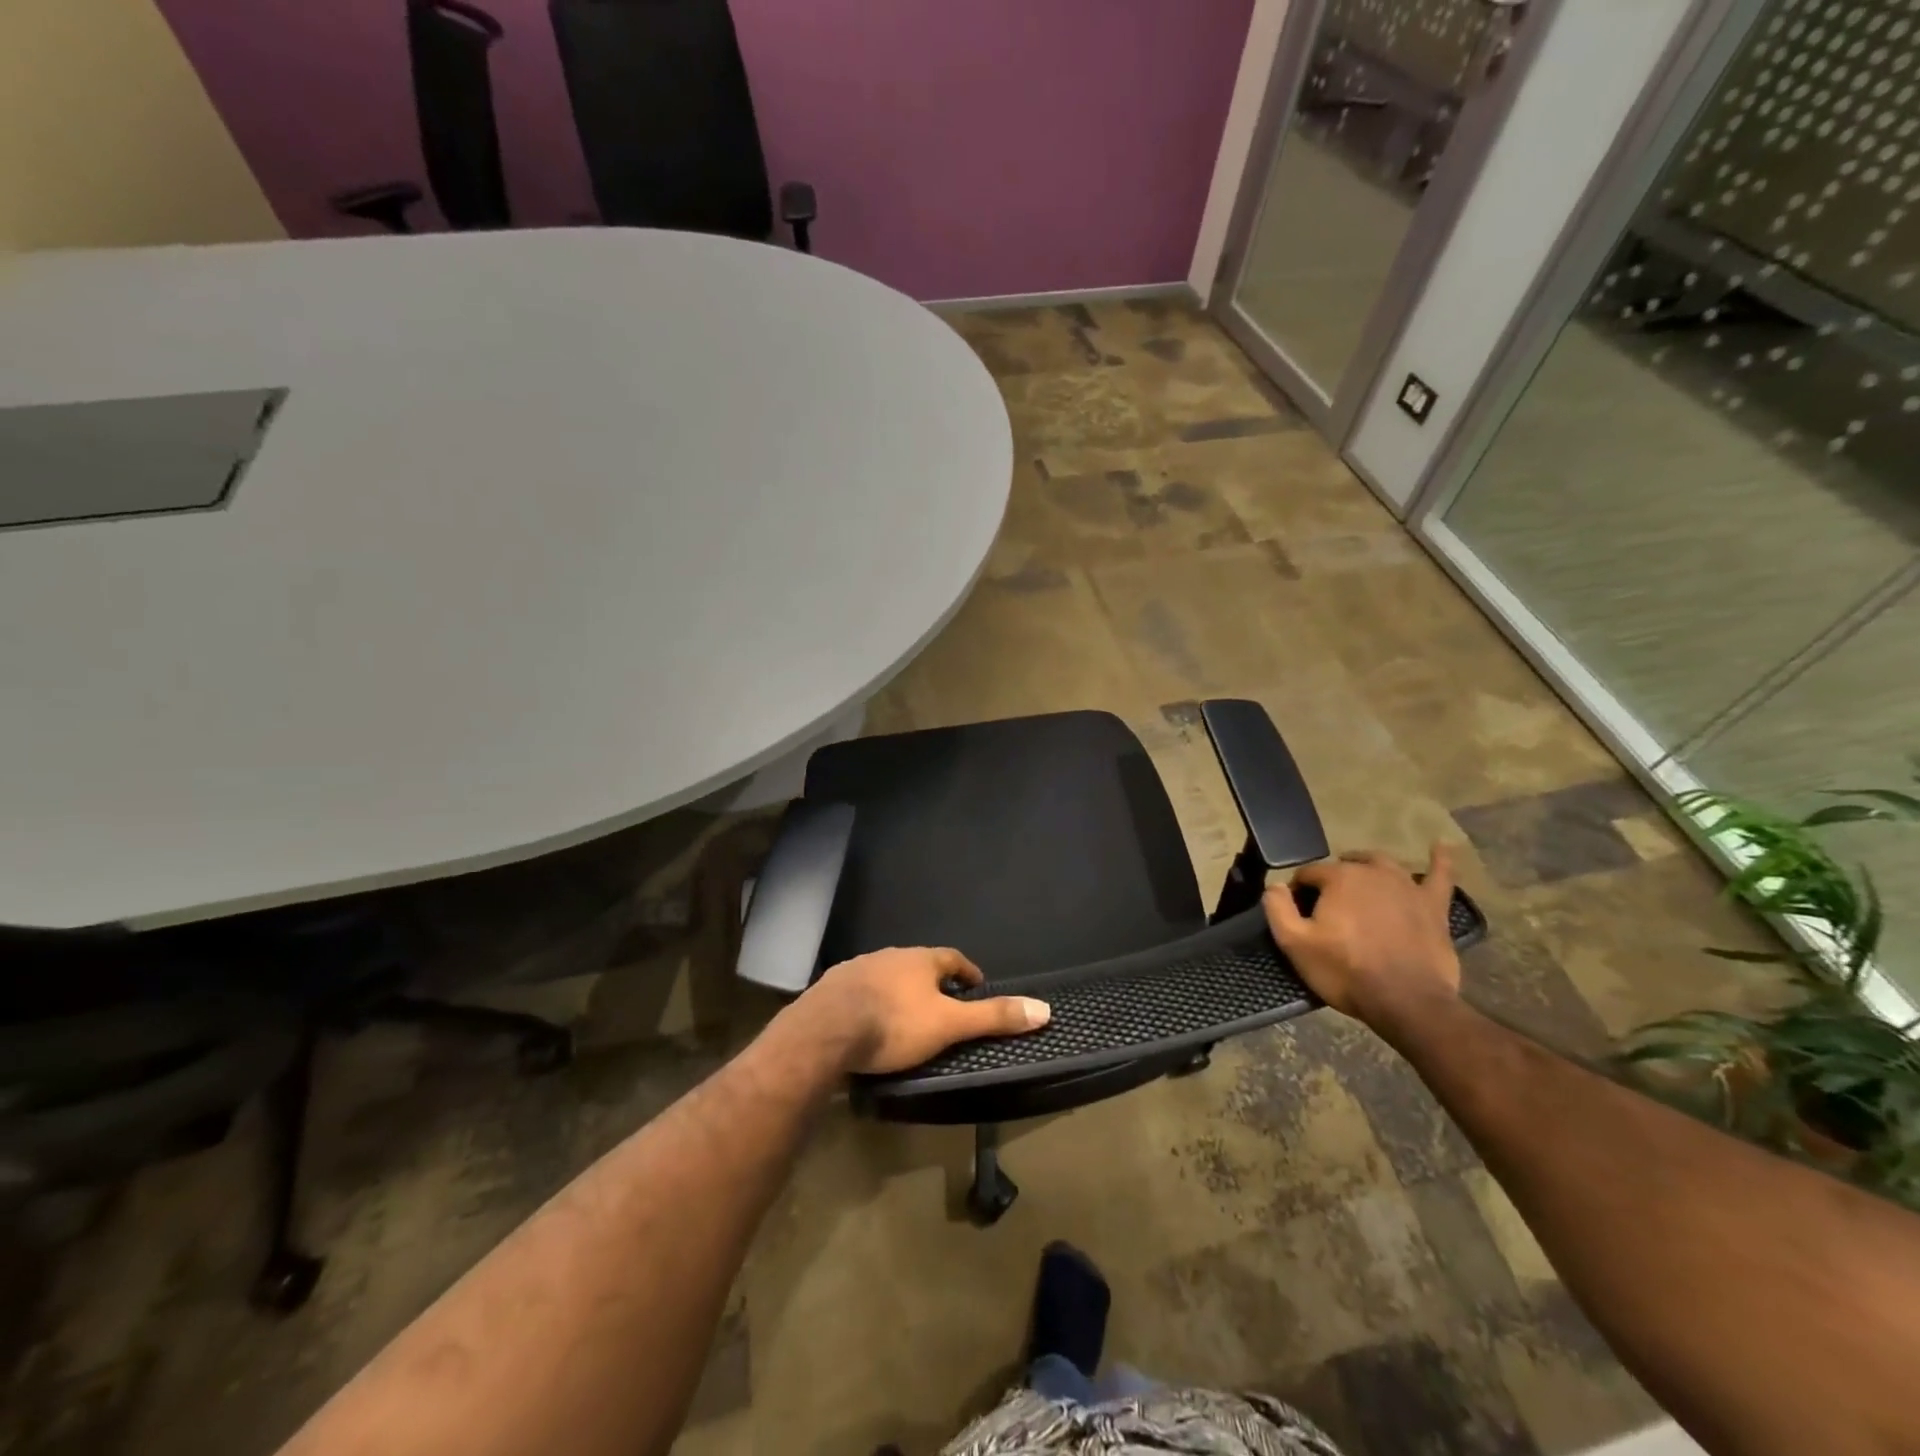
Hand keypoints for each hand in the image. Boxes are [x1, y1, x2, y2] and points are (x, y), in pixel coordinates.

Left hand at [793, 947, 1050, 1075]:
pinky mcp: (832, 987)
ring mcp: (858, 968)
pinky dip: (870, 999)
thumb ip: (992, 1017)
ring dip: (899, 988)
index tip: (975, 985)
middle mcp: (889, 955)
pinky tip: (867, 1018)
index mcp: (920, 960)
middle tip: (942, 1002)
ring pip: (887, 973)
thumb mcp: (949, 1025)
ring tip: (906, 1012)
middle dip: (932, 980)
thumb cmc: (894, 1024)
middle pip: (918, 964)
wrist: (825, 1031)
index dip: (966, 971)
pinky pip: (859, 988)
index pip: (952, 958)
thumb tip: (1043, 1009)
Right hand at [1263, 843, 1461, 1027]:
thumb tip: (1275, 886)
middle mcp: (1373, 872)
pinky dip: (1440, 861)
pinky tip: (1440, 847)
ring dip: (1368, 868)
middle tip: (1328, 908)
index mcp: (1339, 878)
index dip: (1299, 892)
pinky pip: (1440, 876)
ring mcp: (1408, 887)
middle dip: (1333, 880)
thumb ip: (1277, 908)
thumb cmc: (1345, 971)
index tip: (1298, 915)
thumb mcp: (1294, 944)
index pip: (1309, 873)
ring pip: (1384, 865)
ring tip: (1360, 879)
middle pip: (1346, 866)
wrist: (1407, 1002)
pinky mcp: (1434, 906)